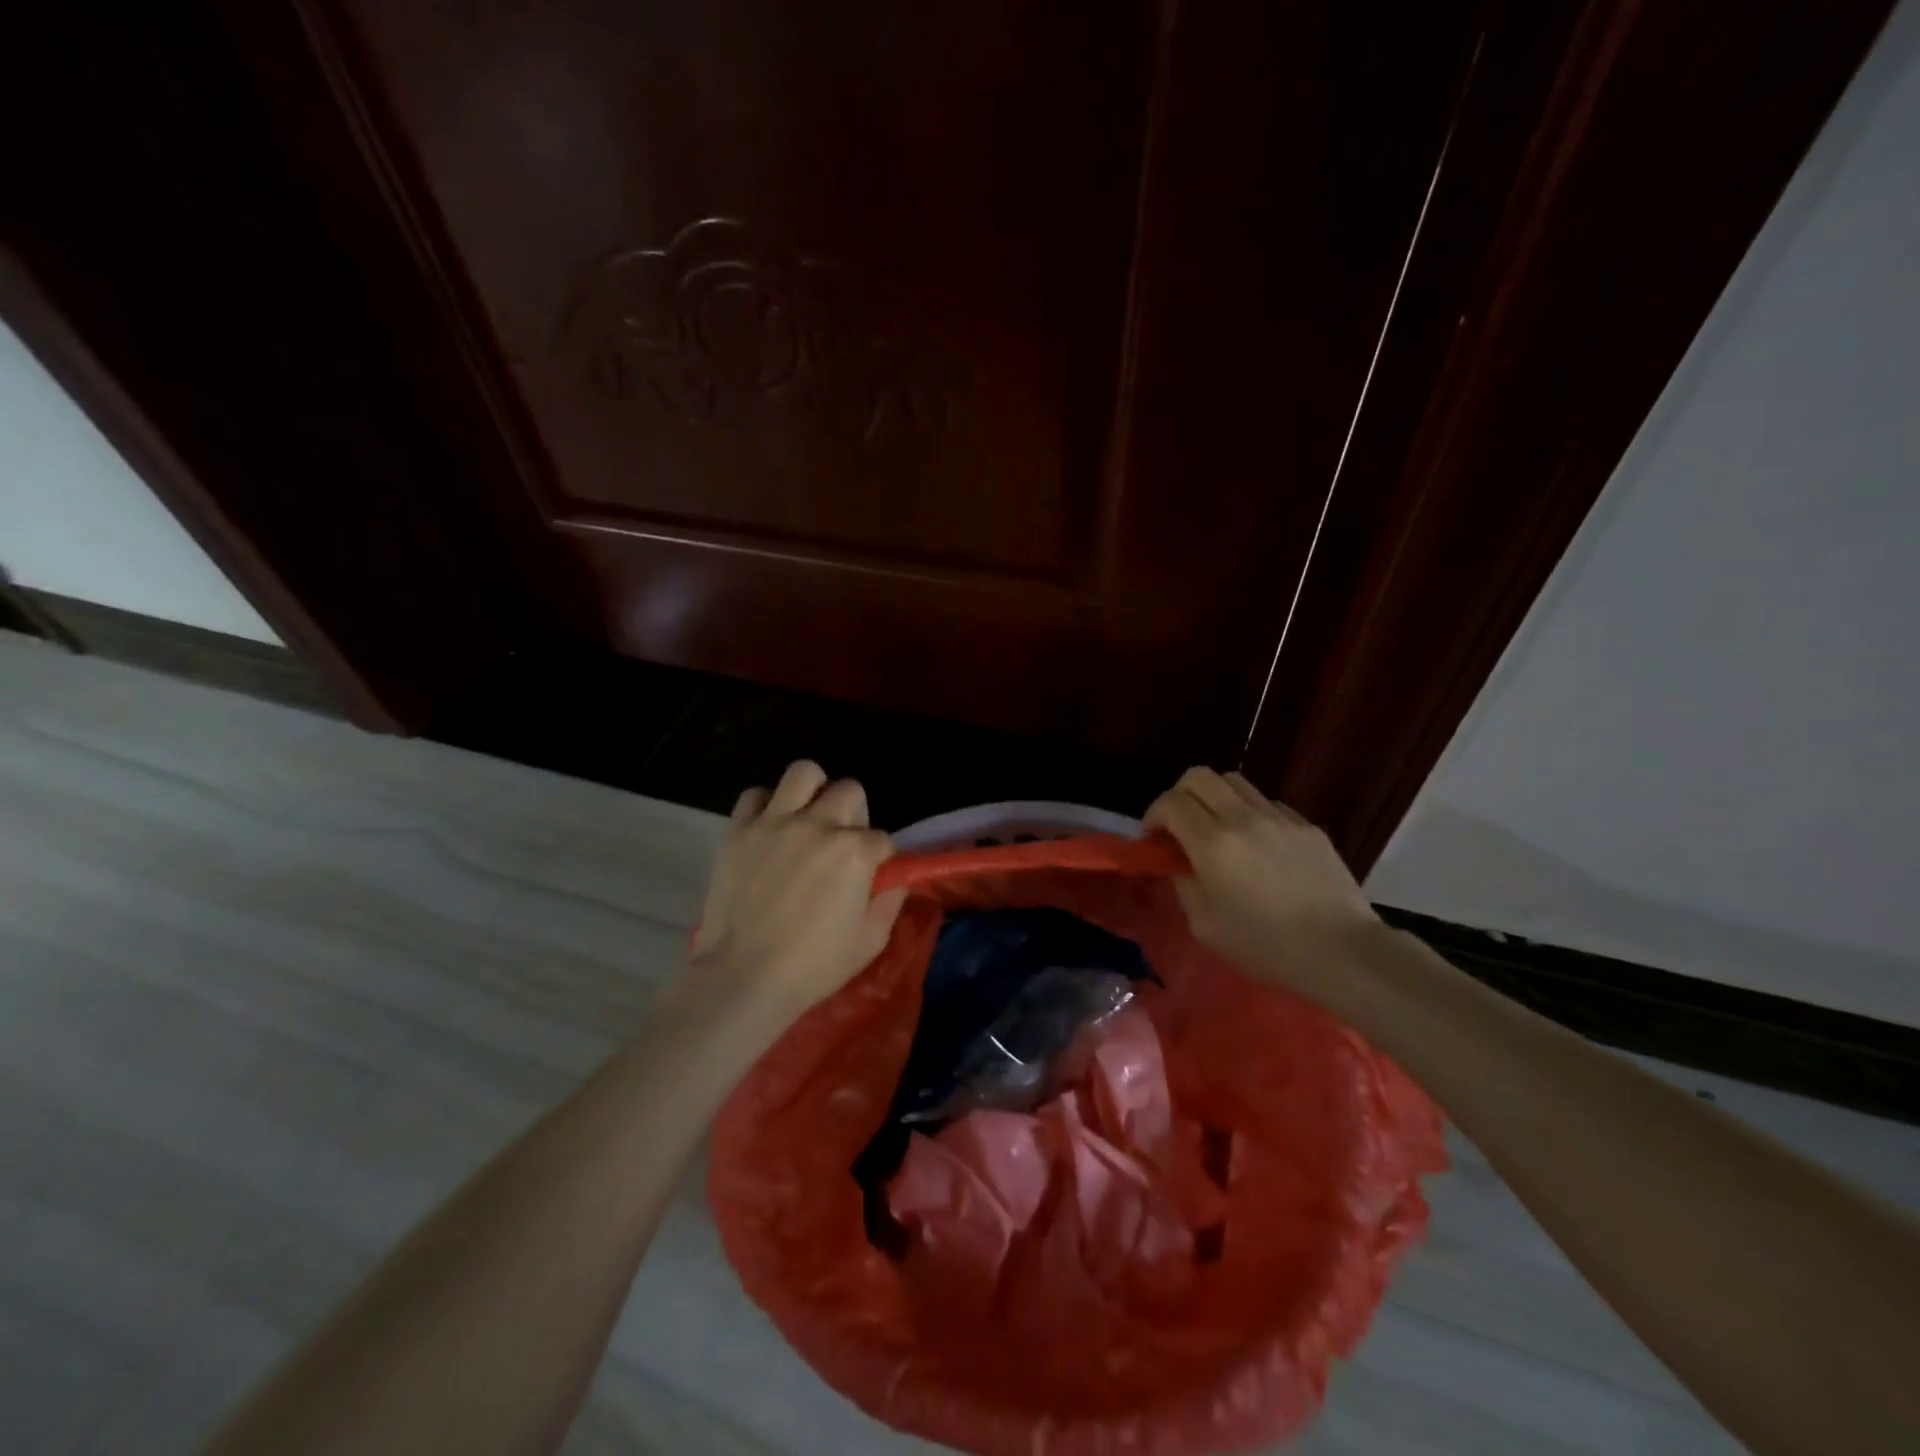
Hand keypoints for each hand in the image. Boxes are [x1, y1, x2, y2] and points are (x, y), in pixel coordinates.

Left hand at [681, 761, 906, 1035]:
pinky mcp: (738, 831)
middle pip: (849, 791)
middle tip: (842, 842)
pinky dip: (766, 806)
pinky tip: (769, 827)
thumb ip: (889, 902)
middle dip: (855, 814)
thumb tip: (894, 879)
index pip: (882, 838)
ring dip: (813, 790)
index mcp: (854, 852)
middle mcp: (818, 826)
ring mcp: (774, 823)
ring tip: (808, 815)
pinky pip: (754, 795)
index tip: (871, 876)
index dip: (880, 857)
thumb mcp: (870, 941)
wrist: (744, 977)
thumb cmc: (813, 966)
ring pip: (804, 773)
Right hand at [1145, 767, 1380, 996]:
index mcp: (1212, 843)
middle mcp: (1242, 818)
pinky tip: (1258, 846)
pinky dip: (1250, 814)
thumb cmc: (1266, 946)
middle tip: (1180, 826)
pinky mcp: (1307, 825)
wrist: (1342, 951)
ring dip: (1215, 798)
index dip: (1153, 816)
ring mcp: (1279, 817)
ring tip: (1217, 829)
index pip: (1170, 802)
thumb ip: (1183, 885)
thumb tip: (1176, 863)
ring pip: (1234, 781)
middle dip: (1179, 795)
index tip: (1155, 840)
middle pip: (1198, 776)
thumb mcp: (1205, 926)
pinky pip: (1267, 803)